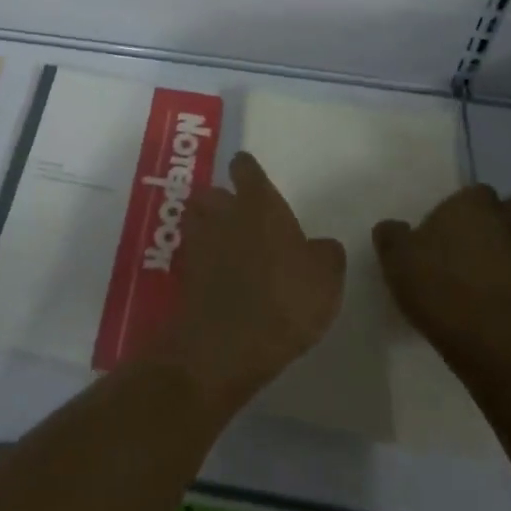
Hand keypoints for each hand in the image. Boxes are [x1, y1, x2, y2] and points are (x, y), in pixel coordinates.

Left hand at [140, 152, 345, 418]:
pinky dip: (202, 261)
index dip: (248, 171)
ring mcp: (198, 240)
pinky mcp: (184, 272)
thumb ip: (326, 254)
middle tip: (244, 222)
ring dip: (208, 227)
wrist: (226, 343)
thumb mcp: (326, 278)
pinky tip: (218, 279)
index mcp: (258, 203)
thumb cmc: (284, 299)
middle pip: (215, 192)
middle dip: (224, 202)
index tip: (253, 180)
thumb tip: (322, 246)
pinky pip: (192, 254)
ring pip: (197, 219)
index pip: (245, 168)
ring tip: (227, 247)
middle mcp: (223, 212)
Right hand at [373, 184, 510, 365]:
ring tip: (495, 273)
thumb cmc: (440, 287)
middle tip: (481, 240)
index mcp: (474, 207)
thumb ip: (392, 236)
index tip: (452, 223)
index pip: (480, 191)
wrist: (492, 344)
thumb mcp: (396, 258)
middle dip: (506, 220)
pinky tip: (508, 304)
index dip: (469, 205)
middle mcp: (509, 225)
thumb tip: (393, 228)